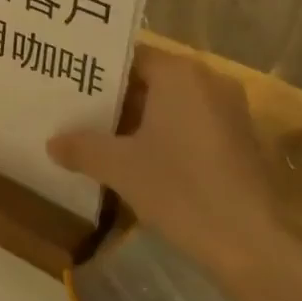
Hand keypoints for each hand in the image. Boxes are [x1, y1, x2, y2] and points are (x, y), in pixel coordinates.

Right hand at [47, 47, 280, 269]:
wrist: (249, 243)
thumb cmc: (180, 189)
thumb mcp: (120, 167)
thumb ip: (82, 148)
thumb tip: (51, 142)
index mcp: (180, 73)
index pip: (130, 58)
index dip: (99, 74)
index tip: (71, 87)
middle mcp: (209, 80)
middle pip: (152, 79)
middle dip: (117, 98)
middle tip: (79, 113)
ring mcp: (230, 109)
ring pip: (173, 103)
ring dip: (142, 119)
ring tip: (104, 137)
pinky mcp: (241, 139)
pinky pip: (193, 123)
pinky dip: (168, 134)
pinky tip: (143, 160)